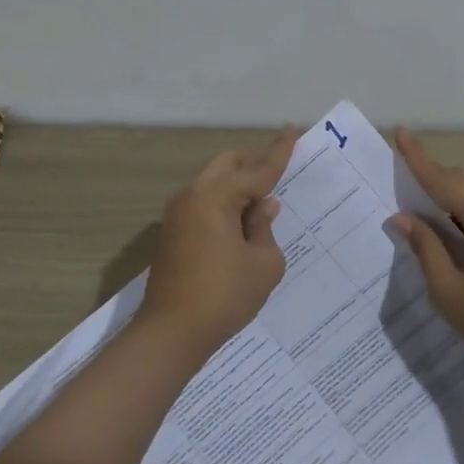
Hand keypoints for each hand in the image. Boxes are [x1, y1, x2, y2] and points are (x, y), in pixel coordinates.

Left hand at [137, 127, 299, 361]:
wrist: (170, 334)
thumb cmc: (224, 296)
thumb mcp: (263, 263)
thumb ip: (265, 228)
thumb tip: (263, 207)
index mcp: (215, 196)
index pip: (257, 169)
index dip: (279, 152)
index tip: (293, 129)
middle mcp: (192, 196)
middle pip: (228, 165)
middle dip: (253, 169)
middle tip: (275, 191)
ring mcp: (177, 214)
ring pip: (213, 184)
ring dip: (237, 191)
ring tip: (258, 220)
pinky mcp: (172, 233)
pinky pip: (203, 204)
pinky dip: (223, 207)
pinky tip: (238, 233)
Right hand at [390, 128, 463, 377]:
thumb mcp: (449, 289)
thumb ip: (425, 247)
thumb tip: (403, 218)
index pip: (442, 178)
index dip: (417, 158)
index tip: (400, 132)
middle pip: (461, 179)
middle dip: (431, 176)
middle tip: (400, 184)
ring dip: (448, 193)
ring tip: (419, 208)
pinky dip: (463, 209)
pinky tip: (448, 229)